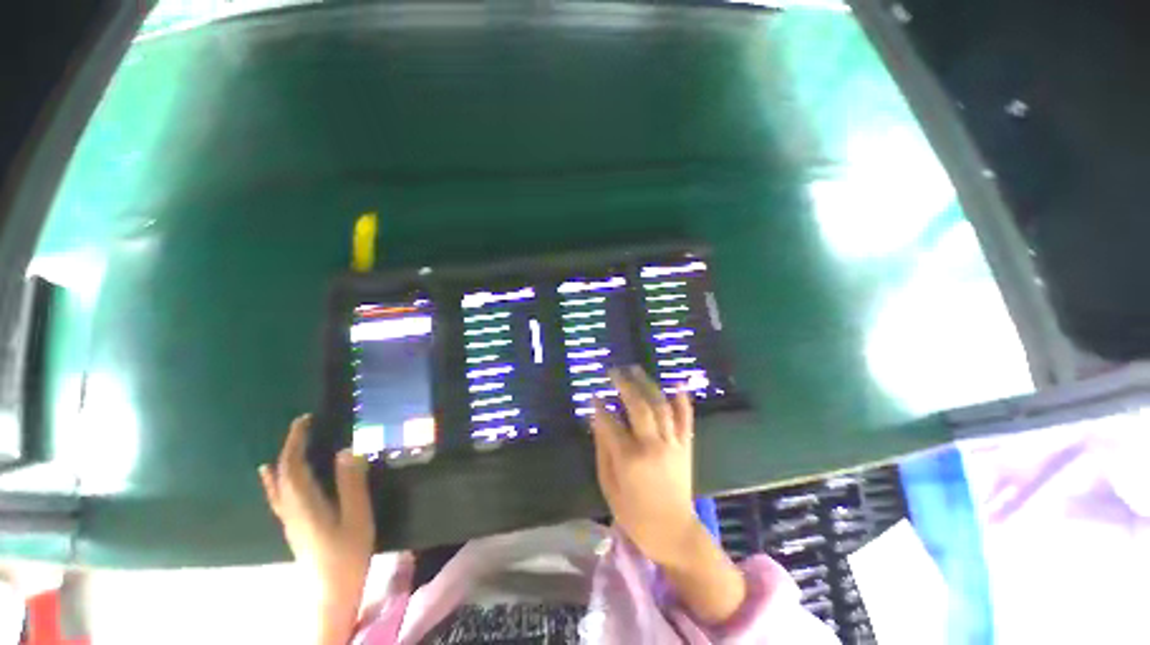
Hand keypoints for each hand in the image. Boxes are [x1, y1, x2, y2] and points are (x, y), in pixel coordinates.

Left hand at [259, 414, 373, 627]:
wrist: (331, 592)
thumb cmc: (347, 553)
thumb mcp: (357, 516)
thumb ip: (351, 483)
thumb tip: (346, 451)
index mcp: (305, 503)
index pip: (293, 464)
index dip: (296, 440)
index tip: (305, 419)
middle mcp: (291, 508)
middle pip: (282, 472)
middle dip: (290, 445)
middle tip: (306, 425)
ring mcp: (290, 519)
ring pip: (277, 484)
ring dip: (282, 460)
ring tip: (288, 444)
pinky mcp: (294, 527)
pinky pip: (279, 495)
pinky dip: (275, 480)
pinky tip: (271, 478)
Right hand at [590, 366, 697, 566]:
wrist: (674, 532)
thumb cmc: (635, 514)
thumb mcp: (609, 487)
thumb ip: (603, 451)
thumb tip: (598, 421)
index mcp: (630, 459)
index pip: (611, 423)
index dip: (600, 407)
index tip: (593, 395)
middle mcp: (652, 445)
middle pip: (638, 406)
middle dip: (624, 385)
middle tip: (614, 371)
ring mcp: (672, 444)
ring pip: (661, 406)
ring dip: (648, 384)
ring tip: (636, 369)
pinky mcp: (685, 446)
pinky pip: (685, 418)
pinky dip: (682, 400)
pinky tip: (676, 384)